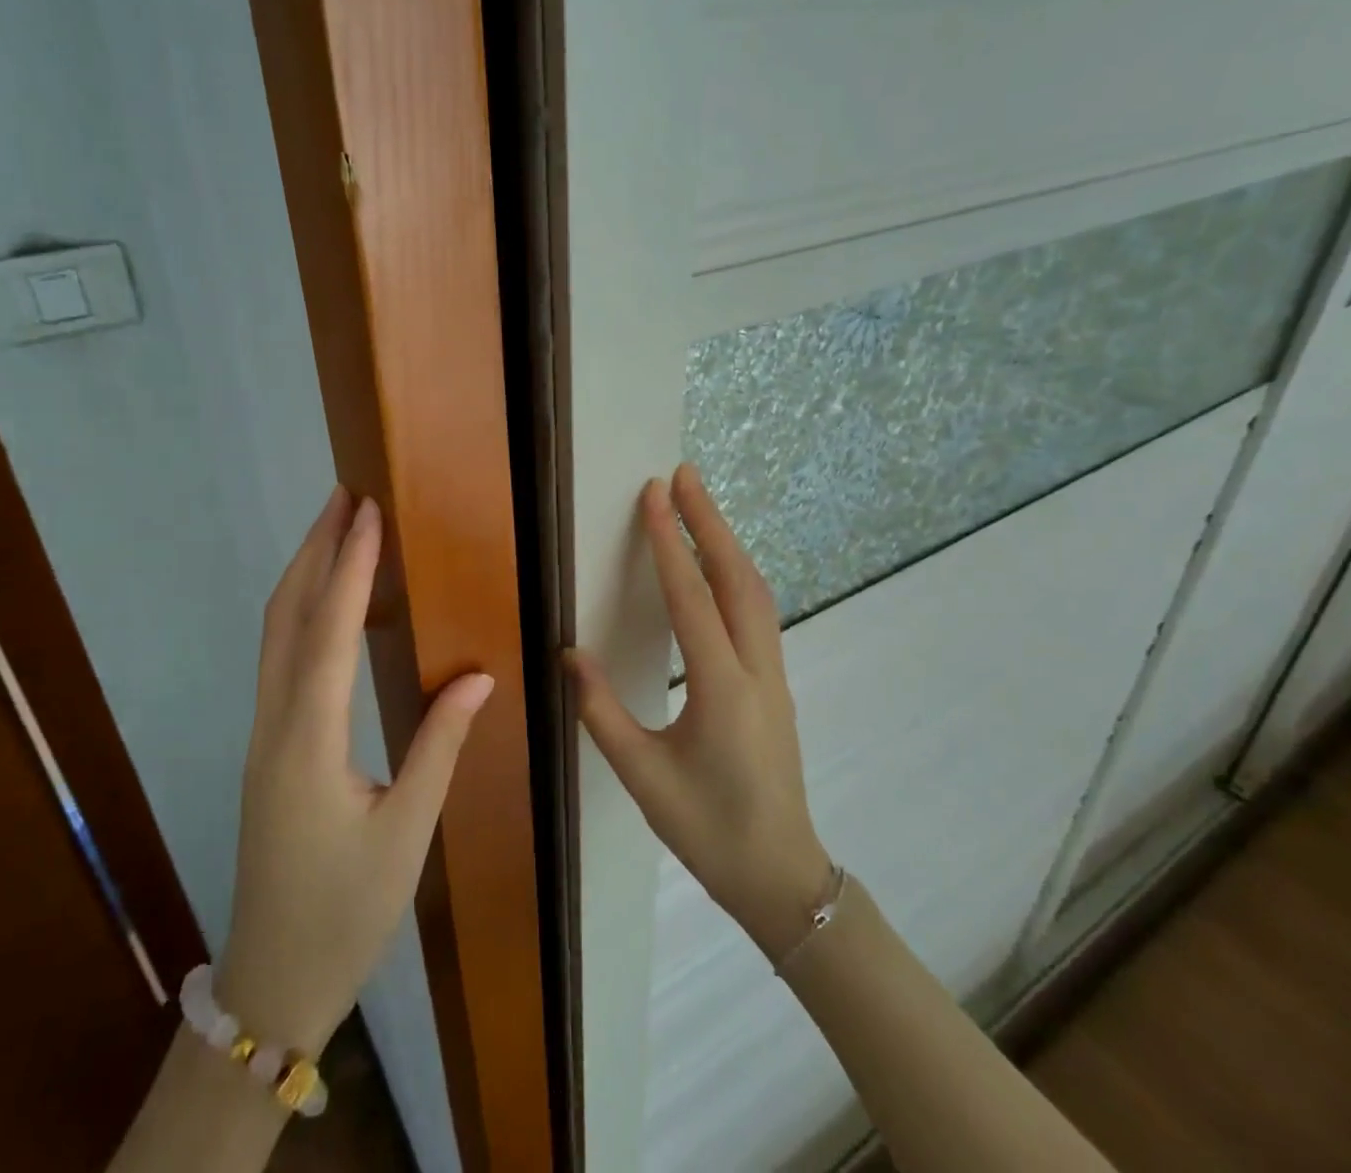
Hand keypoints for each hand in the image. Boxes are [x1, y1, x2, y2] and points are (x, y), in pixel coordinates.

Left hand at [216, 488, 493, 1052]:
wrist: (274, 978)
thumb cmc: (347, 910)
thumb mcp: (406, 832)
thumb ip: (440, 745)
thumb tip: (478, 674)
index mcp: (310, 741)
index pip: (329, 632)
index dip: (350, 566)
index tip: (367, 512)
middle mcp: (276, 723)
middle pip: (286, 616)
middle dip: (314, 549)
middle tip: (343, 496)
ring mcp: (264, 734)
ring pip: (275, 634)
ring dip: (304, 575)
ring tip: (335, 530)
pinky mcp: (268, 745)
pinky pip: (279, 658)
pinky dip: (301, 611)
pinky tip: (326, 603)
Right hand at [568, 464, 830, 959]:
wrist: (781, 876)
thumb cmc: (707, 830)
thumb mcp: (642, 777)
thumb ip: (601, 711)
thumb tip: (569, 652)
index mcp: (721, 689)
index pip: (692, 598)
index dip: (670, 542)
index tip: (654, 494)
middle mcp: (756, 669)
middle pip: (737, 577)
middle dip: (709, 520)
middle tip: (683, 474)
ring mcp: (774, 674)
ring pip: (755, 590)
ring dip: (727, 542)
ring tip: (698, 505)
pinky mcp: (775, 682)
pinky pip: (758, 610)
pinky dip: (736, 572)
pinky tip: (717, 566)